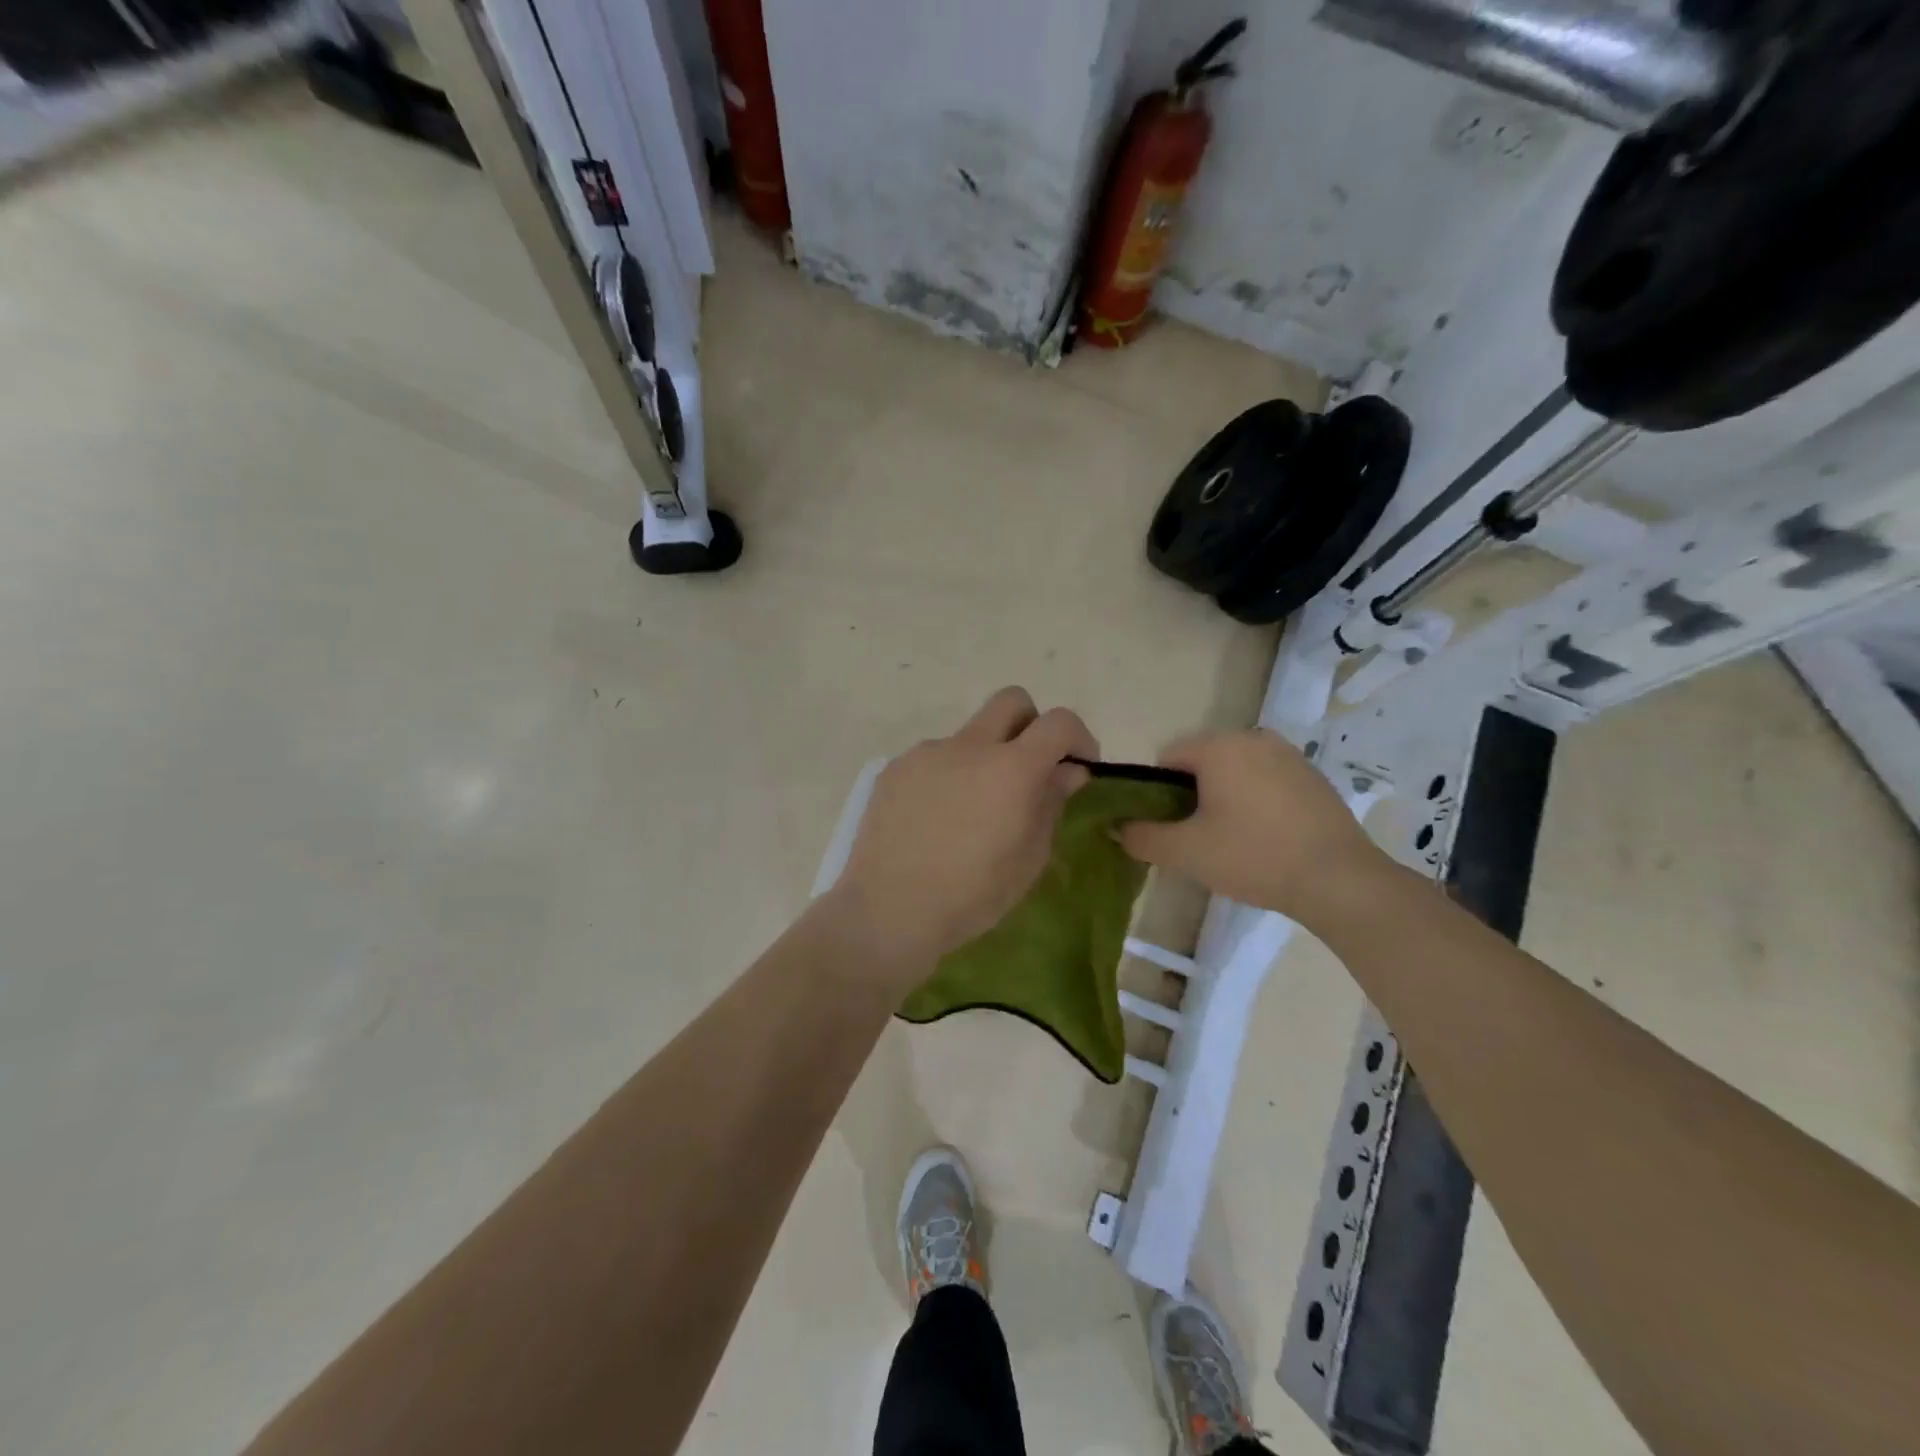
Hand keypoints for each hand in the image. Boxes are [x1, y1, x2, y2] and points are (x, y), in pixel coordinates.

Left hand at [826, 687, 1097, 986]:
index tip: (1078, 766)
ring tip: (972, 811)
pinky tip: (936, 820)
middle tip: (1029, 769)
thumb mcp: (1028, 859)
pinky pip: (934, 759)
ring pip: (969, 735)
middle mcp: (969, 746)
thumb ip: (1050, 804)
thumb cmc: (971, 895)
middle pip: (1011, 701)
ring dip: (984, 758)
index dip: (1078, 737)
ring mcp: (927, 753)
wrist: (887, 909)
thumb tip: (1066, 771)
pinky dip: (948, 777)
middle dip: (1030, 725)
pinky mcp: (896, 768)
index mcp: (1011, 768)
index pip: (1058, 722)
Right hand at [1117, 730, 1385, 921]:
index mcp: (1219, 746)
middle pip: (1201, 762)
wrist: (1339, 879)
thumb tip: (1116, 827)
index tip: (1168, 827)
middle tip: (1196, 838)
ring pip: (1235, 771)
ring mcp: (1288, 754)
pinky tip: (1265, 837)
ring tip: (1231, 840)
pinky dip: (1255, 800)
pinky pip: (1266, 780)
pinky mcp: (1313, 775)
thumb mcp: (1186, 852)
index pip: (1167, 759)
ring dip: (1224, 797)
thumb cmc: (1253, 857)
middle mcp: (1253, 737)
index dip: (1157, 793)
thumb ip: (1142, 836)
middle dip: (1192, 795)